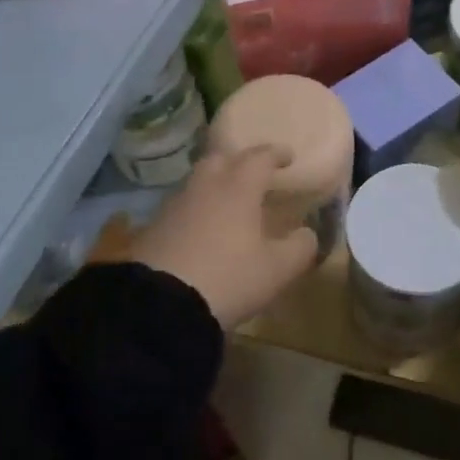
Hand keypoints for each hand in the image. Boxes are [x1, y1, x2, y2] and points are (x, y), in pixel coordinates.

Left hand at [129, 146, 319, 330]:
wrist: (158, 305)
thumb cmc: (228, 278)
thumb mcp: (278, 269)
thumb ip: (301, 247)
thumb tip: (307, 233)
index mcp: (238, 188)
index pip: (260, 157)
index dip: (276, 154)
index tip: (288, 157)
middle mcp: (205, 187)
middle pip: (221, 159)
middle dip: (239, 161)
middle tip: (253, 174)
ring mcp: (174, 206)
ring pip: (197, 183)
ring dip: (215, 186)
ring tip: (229, 204)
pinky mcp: (152, 228)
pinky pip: (181, 208)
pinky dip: (196, 211)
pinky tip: (202, 231)